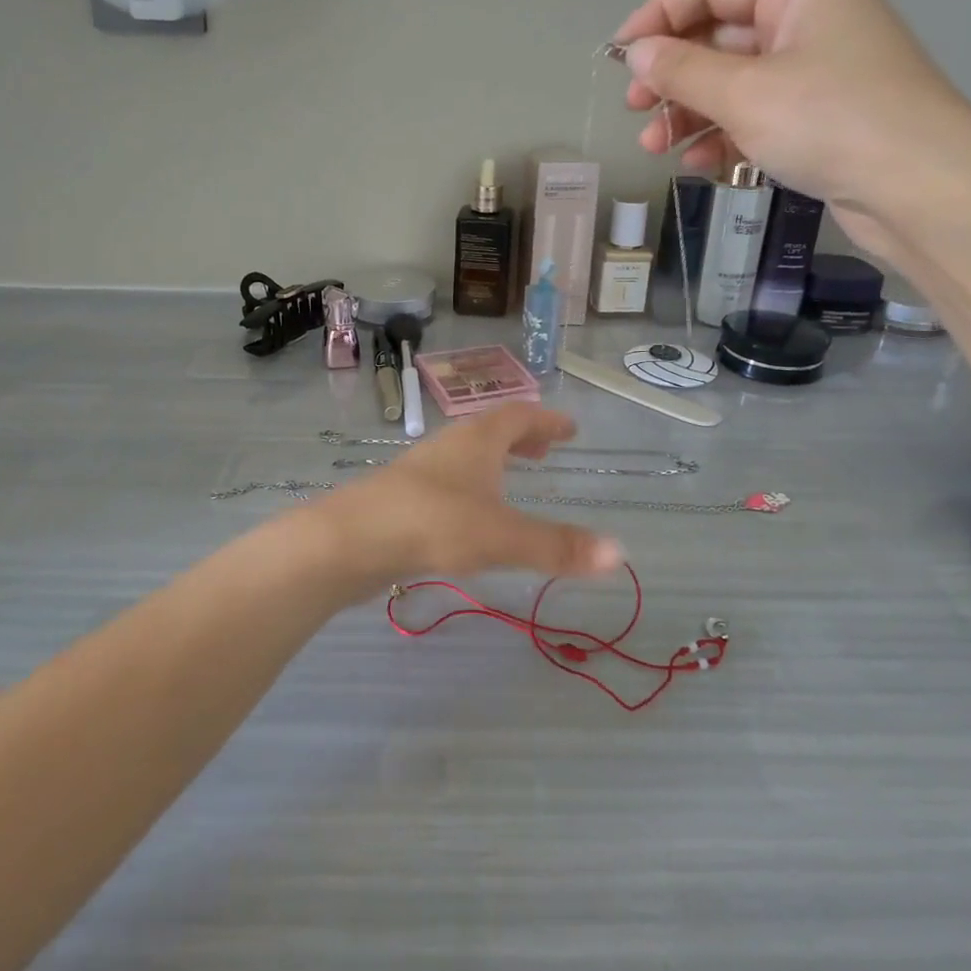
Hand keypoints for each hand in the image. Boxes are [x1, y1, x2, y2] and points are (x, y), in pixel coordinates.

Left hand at [312, 405, 624, 600]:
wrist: (350, 541)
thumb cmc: (433, 524)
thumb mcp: (501, 536)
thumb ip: (557, 547)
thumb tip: (620, 554)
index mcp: (477, 441)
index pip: (519, 415)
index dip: (546, 420)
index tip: (569, 427)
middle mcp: (449, 447)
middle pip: (491, 431)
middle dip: (522, 437)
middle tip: (546, 449)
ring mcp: (422, 471)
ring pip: (466, 456)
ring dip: (494, 462)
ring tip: (512, 481)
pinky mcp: (403, 498)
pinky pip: (448, 481)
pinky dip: (471, 486)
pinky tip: (470, 515)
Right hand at [613, 0, 970, 259]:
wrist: (921, 189)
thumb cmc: (829, 122)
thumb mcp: (744, 93)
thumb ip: (682, 70)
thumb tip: (637, 52)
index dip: (661, 13)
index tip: (621, 53)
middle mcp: (811, 22)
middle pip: (721, 35)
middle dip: (673, 74)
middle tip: (635, 108)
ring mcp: (818, 73)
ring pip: (735, 81)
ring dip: (690, 112)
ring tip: (655, 147)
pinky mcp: (821, 118)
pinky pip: (758, 114)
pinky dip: (723, 134)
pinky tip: (698, 163)